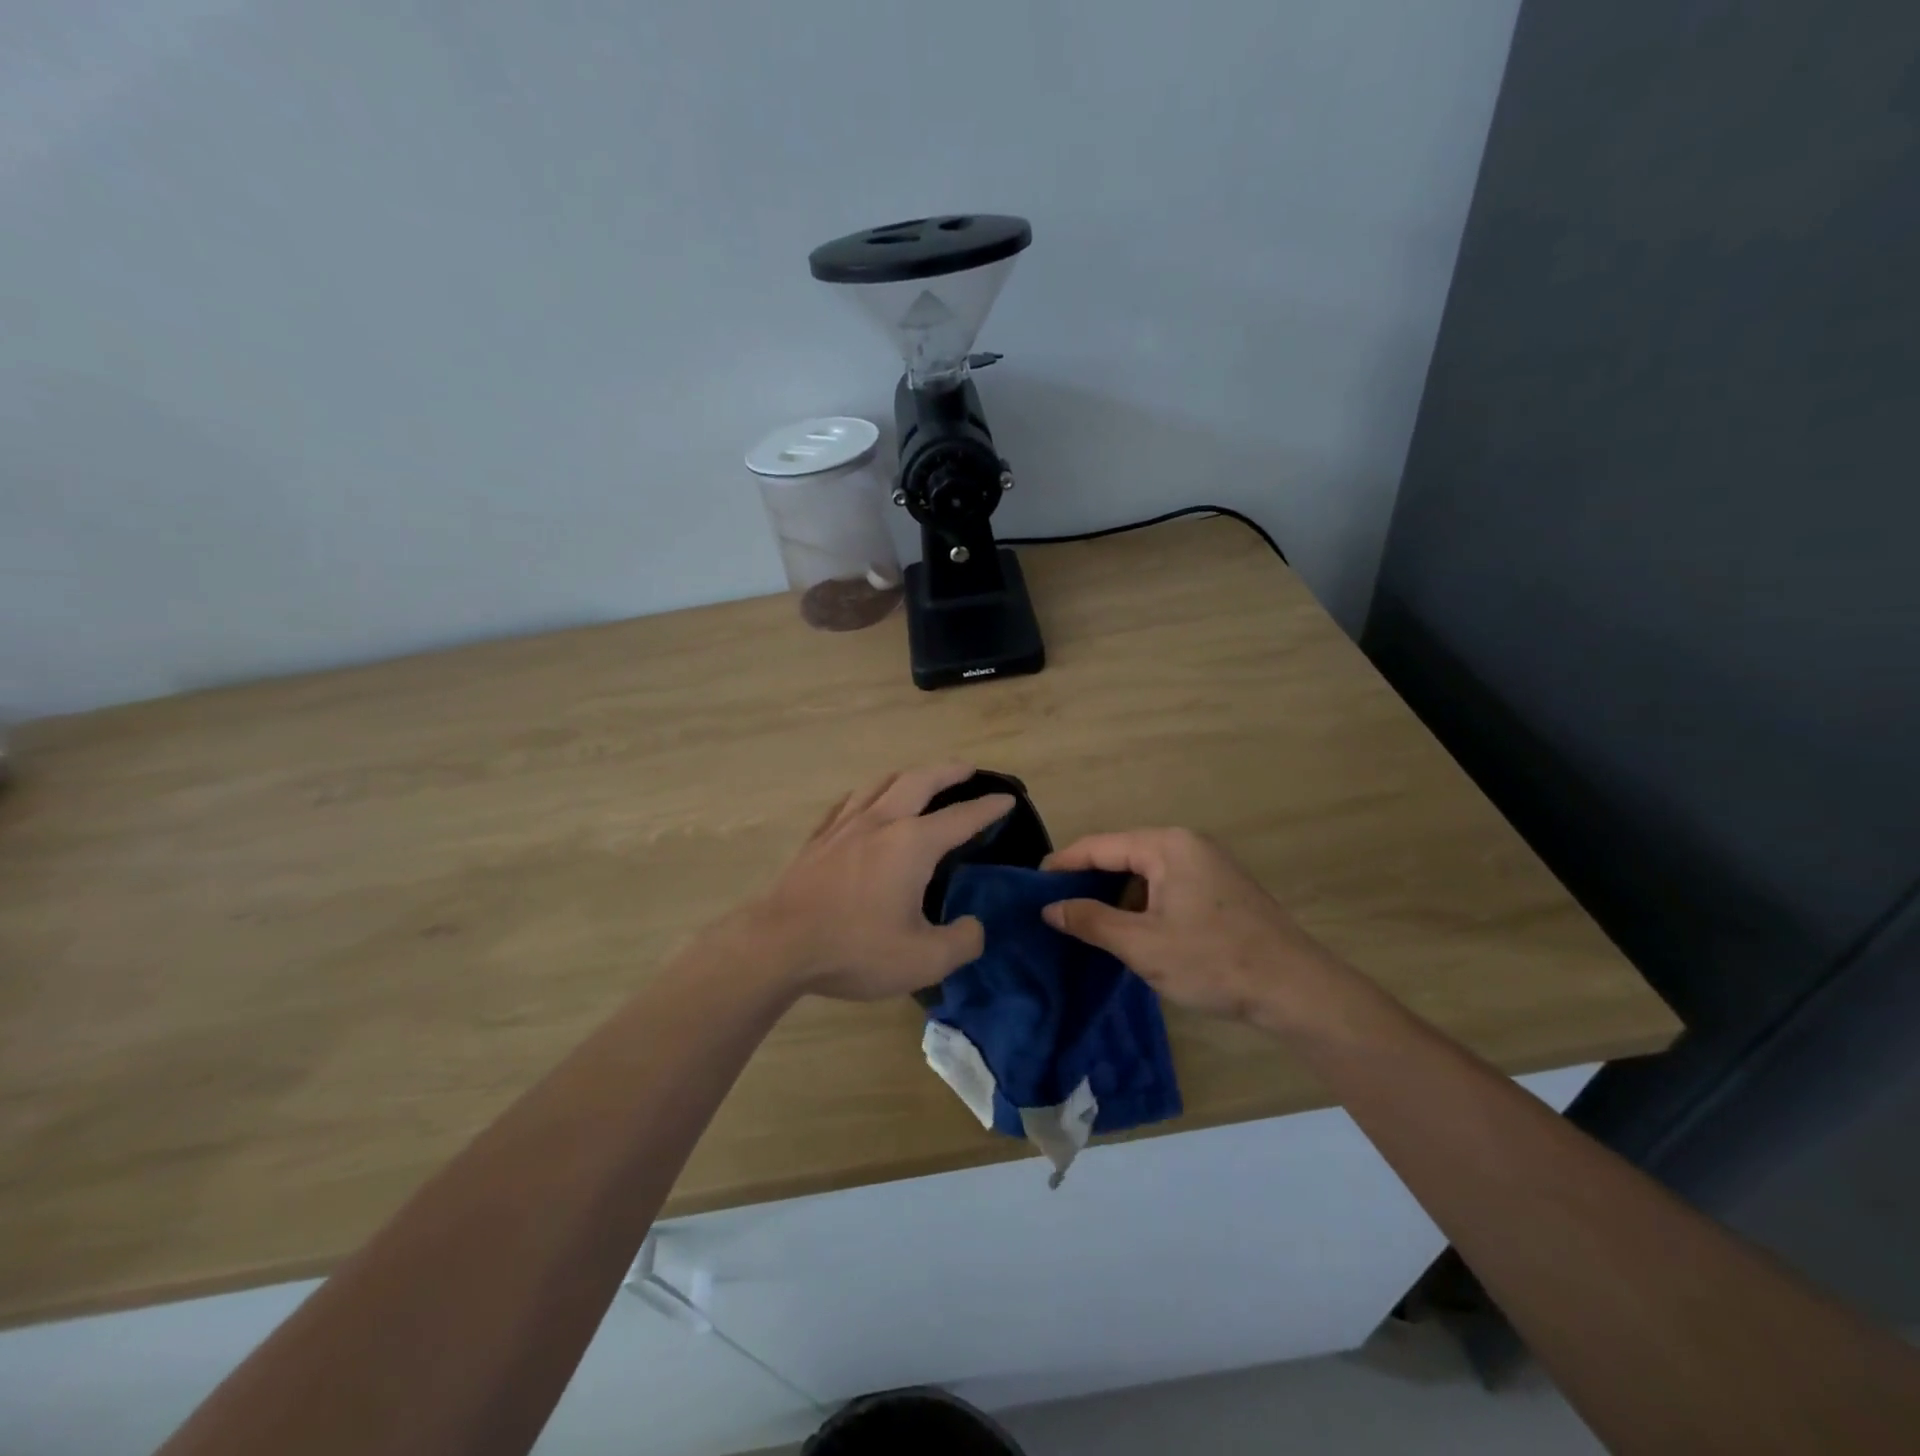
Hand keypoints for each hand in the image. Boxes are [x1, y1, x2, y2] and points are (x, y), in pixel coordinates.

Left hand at [747, 763, 1013, 1000]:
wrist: (778, 945)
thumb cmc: (855, 949)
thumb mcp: (924, 960)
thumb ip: (962, 942)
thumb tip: (974, 926)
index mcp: (912, 844)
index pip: (961, 817)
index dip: (988, 808)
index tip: (1007, 799)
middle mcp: (881, 822)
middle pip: (920, 781)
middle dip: (948, 771)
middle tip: (967, 769)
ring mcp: (845, 826)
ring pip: (881, 784)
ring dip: (908, 775)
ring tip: (919, 779)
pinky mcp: (818, 839)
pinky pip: (849, 803)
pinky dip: (868, 794)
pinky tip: (864, 803)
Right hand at [1041, 828, 1352, 1033]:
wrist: (1297, 990)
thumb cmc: (1214, 961)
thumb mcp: (1142, 945)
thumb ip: (1091, 921)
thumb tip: (1049, 908)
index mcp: (1167, 845)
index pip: (1099, 845)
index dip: (1062, 865)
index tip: (1032, 887)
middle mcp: (1187, 844)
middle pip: (1122, 855)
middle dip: (1088, 881)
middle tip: (1055, 909)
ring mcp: (1208, 865)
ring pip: (1144, 873)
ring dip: (1116, 896)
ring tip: (1086, 924)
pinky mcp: (1220, 889)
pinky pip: (1166, 886)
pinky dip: (1142, 905)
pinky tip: (1131, 932)